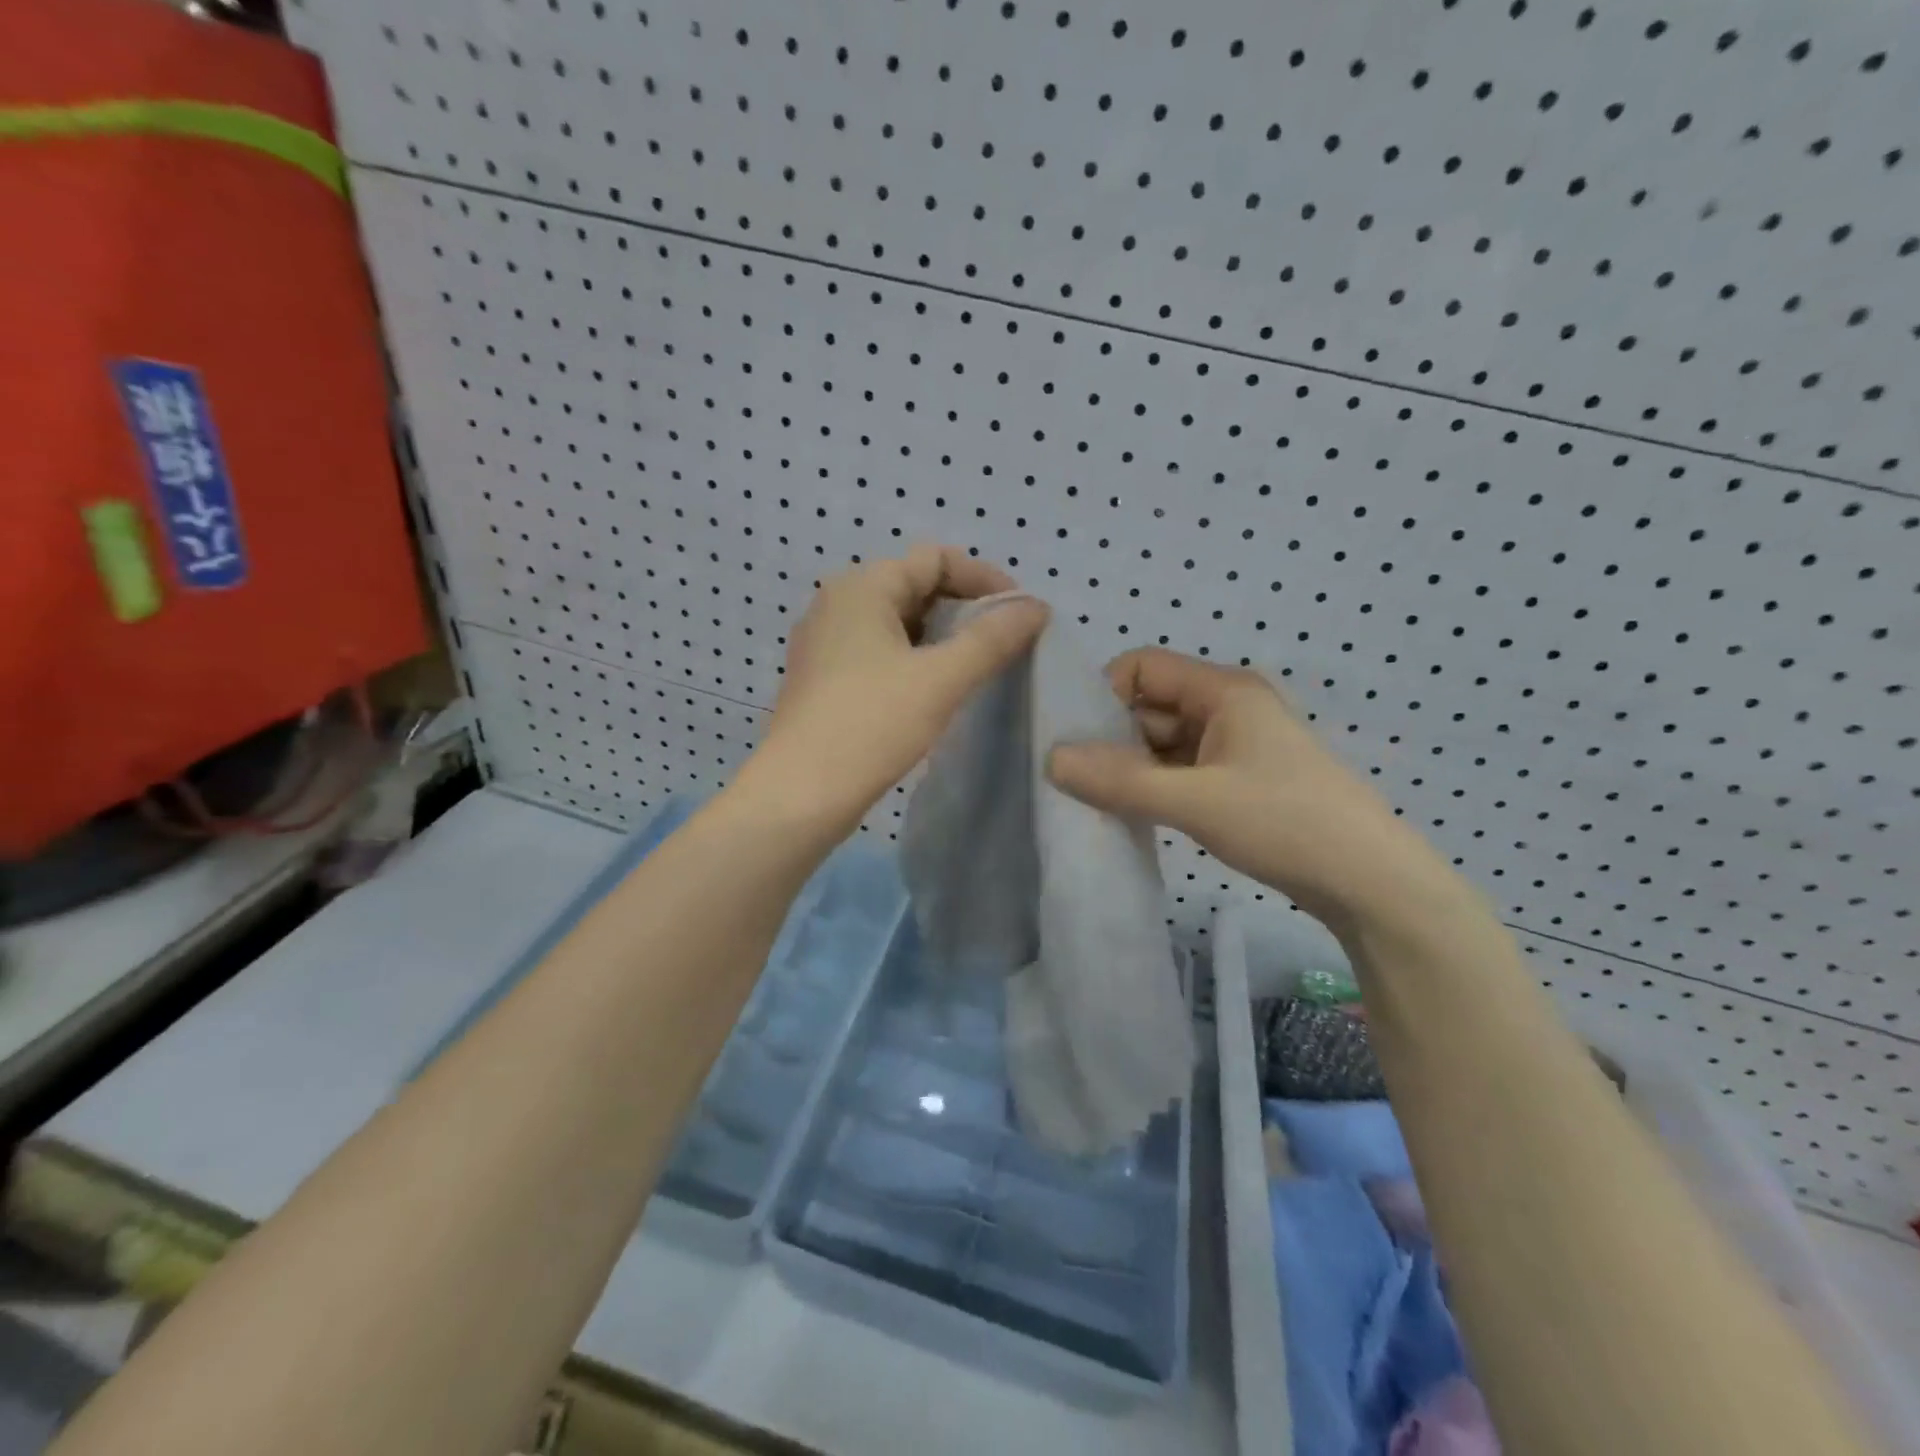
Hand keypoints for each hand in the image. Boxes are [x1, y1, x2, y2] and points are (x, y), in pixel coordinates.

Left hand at [736, 546, 1047, 839]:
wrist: (801, 794)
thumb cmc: (871, 725)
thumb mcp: (941, 679)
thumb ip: (992, 638)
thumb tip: (1036, 607)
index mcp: (862, 587)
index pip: (935, 558)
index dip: (983, 579)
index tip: (1019, 614)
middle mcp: (837, 602)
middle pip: (915, 585)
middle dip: (964, 608)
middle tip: (1003, 642)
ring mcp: (825, 642)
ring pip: (897, 622)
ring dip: (940, 636)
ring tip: (977, 667)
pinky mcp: (823, 677)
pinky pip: (878, 650)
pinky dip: (913, 659)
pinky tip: (935, 690)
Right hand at [1046, 649, 1421, 919]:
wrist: (1369, 882)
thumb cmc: (1285, 822)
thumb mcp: (1195, 801)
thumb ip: (1120, 780)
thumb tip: (1049, 759)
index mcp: (1223, 691)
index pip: (1143, 666)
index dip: (1105, 694)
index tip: (1075, 740)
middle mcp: (1225, 708)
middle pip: (1148, 706)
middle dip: (1111, 739)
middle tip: (1074, 781)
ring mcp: (1232, 746)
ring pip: (1160, 743)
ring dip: (1130, 769)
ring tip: (1095, 803)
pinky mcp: (1234, 781)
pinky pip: (1177, 772)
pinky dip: (1152, 788)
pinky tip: (1130, 815)